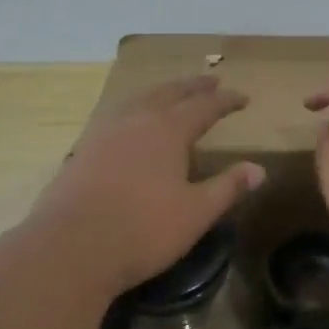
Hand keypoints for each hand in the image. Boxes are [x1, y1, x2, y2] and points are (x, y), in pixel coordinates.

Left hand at [30, 75, 265, 295]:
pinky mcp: (83, 148)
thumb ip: (227, 187)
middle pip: (169, 93)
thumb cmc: (142, 230)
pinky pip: (116, 114)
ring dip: (161, 92)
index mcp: (167, 129)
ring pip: (138, 98)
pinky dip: (134, 108)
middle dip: (193, 86)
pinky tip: (131, 122)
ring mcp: (105, 131)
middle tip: (211, 81)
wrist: (70, 247)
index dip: (225, 101)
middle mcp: (136, 119)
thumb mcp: (195, 213)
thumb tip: (259, 169)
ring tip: (172, 93)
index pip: (204, 106)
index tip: (242, 97)